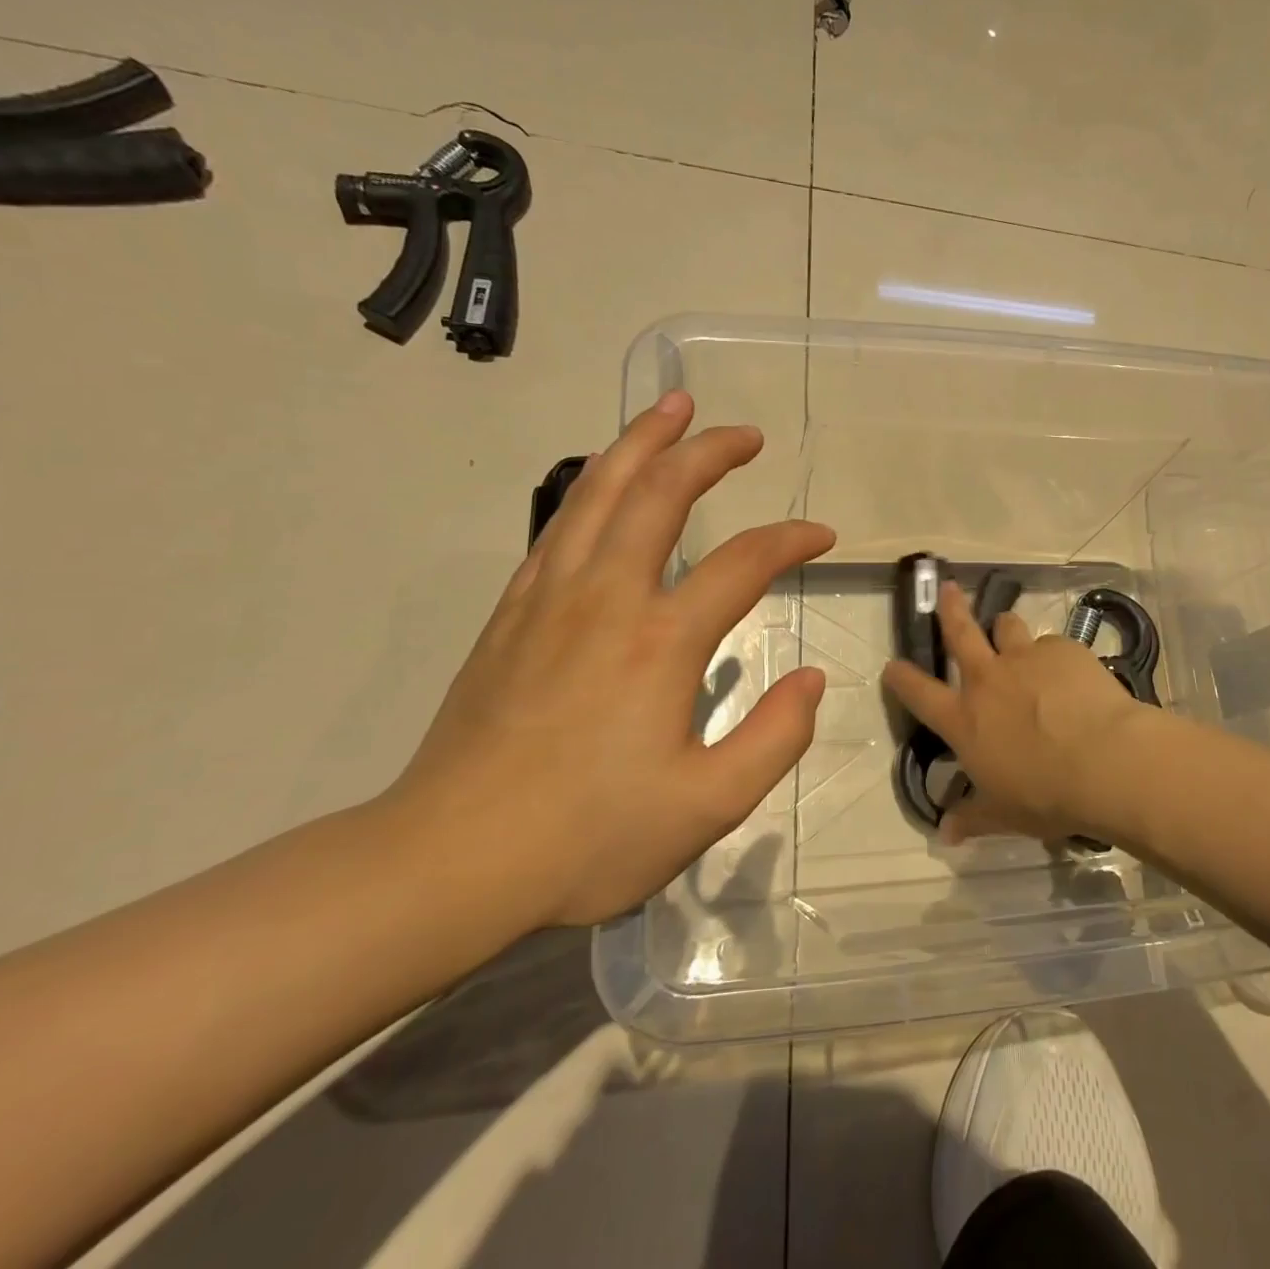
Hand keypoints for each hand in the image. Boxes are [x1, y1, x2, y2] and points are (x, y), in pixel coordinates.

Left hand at [385, 391, 832, 924]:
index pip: (745, 563)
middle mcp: (606, 597)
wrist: (448, 860)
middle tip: (743, 433)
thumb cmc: (588, 837)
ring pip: (598, 491)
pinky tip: (604, 482)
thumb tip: (813, 679)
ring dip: (641, 442)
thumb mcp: (709, 806)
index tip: (821, 535)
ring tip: (671, 408)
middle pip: (660, 492)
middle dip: (707, 450)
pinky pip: (559, 525)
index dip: (791, 539)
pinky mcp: (511, 613)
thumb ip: (776, 737)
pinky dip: (592, 486)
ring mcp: (550, 598)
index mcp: (661, 641)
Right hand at [882, 581, 1152, 843]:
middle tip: (947, 589)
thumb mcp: (1004, 814)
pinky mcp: (1063, 650)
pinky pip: (1052, 645)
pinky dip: (1054, 656)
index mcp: (965, 719)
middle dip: (950, 608)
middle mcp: (988, 679)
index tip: (893, 666)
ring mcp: (1025, 658)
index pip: (918, 693)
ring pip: (1007, 626)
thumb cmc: (1046, 795)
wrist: (1106, 762)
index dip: (901, 677)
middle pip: (960, 632)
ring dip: (1006, 630)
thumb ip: (972, 817)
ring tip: (1013, 635)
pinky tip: (1072, 674)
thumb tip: (945, 834)